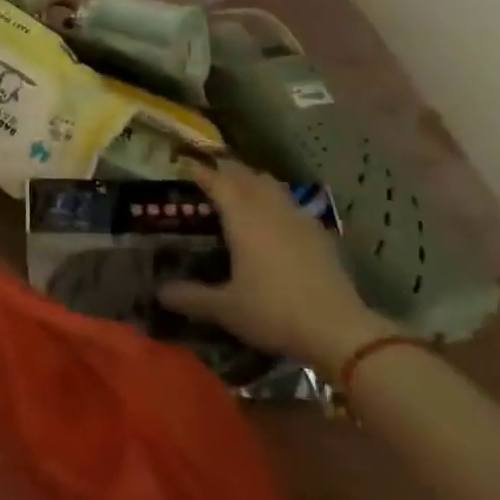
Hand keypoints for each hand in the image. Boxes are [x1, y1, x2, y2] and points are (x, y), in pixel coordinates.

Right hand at [158, 159, 390, 374]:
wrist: (339, 332)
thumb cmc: (273, 312)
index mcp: (244, 221)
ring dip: (255, 181)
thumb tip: (159, 292)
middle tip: (210, 172)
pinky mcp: (321, 238)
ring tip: (241, 187)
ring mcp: (300, 222)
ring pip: (274, 187)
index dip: (201, 173)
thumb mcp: (224, 309)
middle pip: (248, 178)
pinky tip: (277, 218)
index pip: (219, 184)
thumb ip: (189, 297)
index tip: (185, 167)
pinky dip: (278, 201)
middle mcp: (271, 212)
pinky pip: (293, 206)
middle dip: (228, 170)